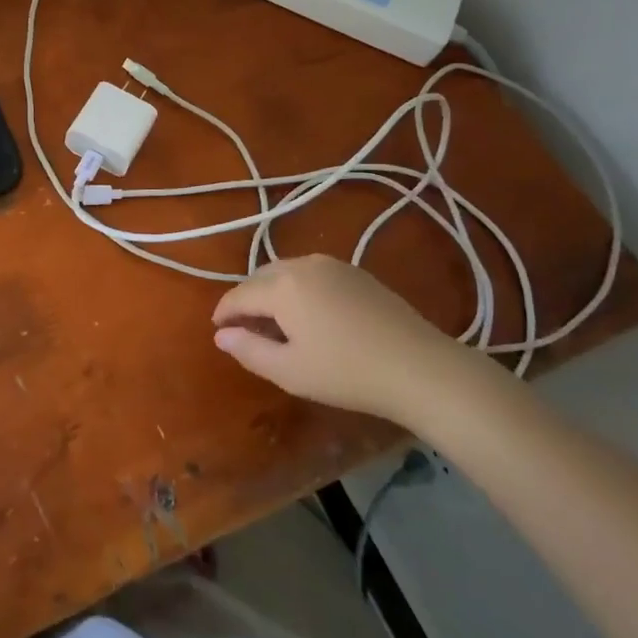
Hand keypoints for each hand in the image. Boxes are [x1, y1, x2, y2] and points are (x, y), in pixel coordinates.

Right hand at [211, 254, 475, 424]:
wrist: (420, 367)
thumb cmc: (347, 373)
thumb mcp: (289, 371)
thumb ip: (248, 349)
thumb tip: (220, 335)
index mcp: (281, 286)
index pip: (238, 295)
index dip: (223, 313)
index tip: (218, 331)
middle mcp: (302, 264)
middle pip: (260, 277)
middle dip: (247, 300)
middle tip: (246, 331)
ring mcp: (332, 265)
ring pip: (286, 272)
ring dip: (272, 292)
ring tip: (276, 324)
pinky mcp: (356, 273)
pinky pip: (311, 274)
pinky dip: (298, 289)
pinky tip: (310, 316)